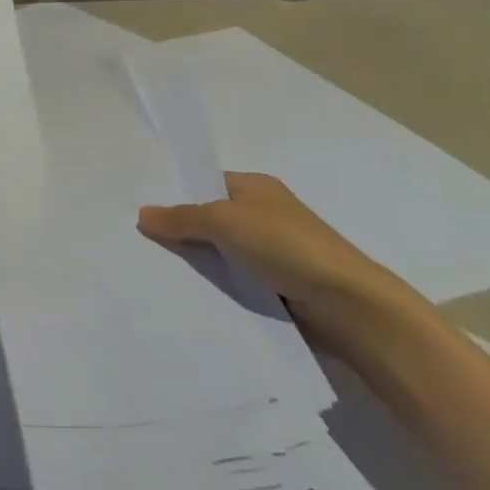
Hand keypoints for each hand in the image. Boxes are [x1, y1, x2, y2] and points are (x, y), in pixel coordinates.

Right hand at [138, 173, 412, 335]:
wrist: (349, 305)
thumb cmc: (286, 246)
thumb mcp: (223, 221)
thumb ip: (181, 218)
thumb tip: (142, 214)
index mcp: (256, 187)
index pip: (206, 184)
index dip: (176, 195)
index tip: (141, 211)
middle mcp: (265, 214)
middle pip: (211, 219)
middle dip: (182, 232)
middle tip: (139, 243)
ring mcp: (274, 252)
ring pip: (222, 252)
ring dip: (200, 263)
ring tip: (155, 271)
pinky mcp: (279, 285)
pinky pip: (236, 280)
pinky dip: (218, 286)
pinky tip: (191, 294)